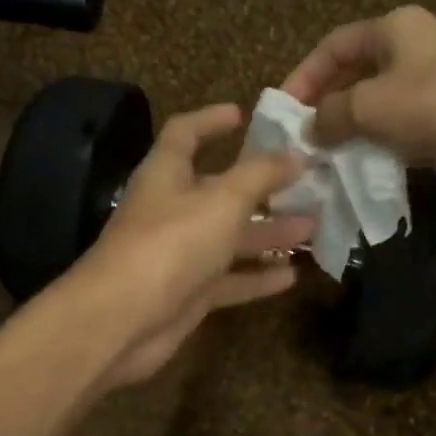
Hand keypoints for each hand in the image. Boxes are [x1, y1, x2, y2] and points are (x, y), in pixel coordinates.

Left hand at [68, 103, 314, 388]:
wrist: (123, 320)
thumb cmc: (171, 244)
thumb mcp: (223, 200)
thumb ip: (261, 175)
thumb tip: (296, 154)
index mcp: (167, 175)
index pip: (185, 134)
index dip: (211, 120)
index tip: (244, 115)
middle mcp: (172, 210)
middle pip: (219, 190)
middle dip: (261, 187)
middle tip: (305, 183)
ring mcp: (180, 255)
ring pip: (230, 238)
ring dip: (268, 233)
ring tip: (312, 228)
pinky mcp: (188, 294)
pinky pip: (229, 281)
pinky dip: (257, 277)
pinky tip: (293, 277)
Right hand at [280, 6, 435, 196]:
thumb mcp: (371, 106)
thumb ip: (330, 116)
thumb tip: (310, 131)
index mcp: (393, 30)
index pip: (332, 47)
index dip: (302, 77)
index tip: (282, 114)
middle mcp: (410, 51)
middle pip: (352, 76)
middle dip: (323, 108)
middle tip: (299, 143)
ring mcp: (430, 87)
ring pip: (374, 107)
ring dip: (348, 132)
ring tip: (321, 161)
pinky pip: (397, 131)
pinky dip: (376, 147)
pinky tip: (357, 170)